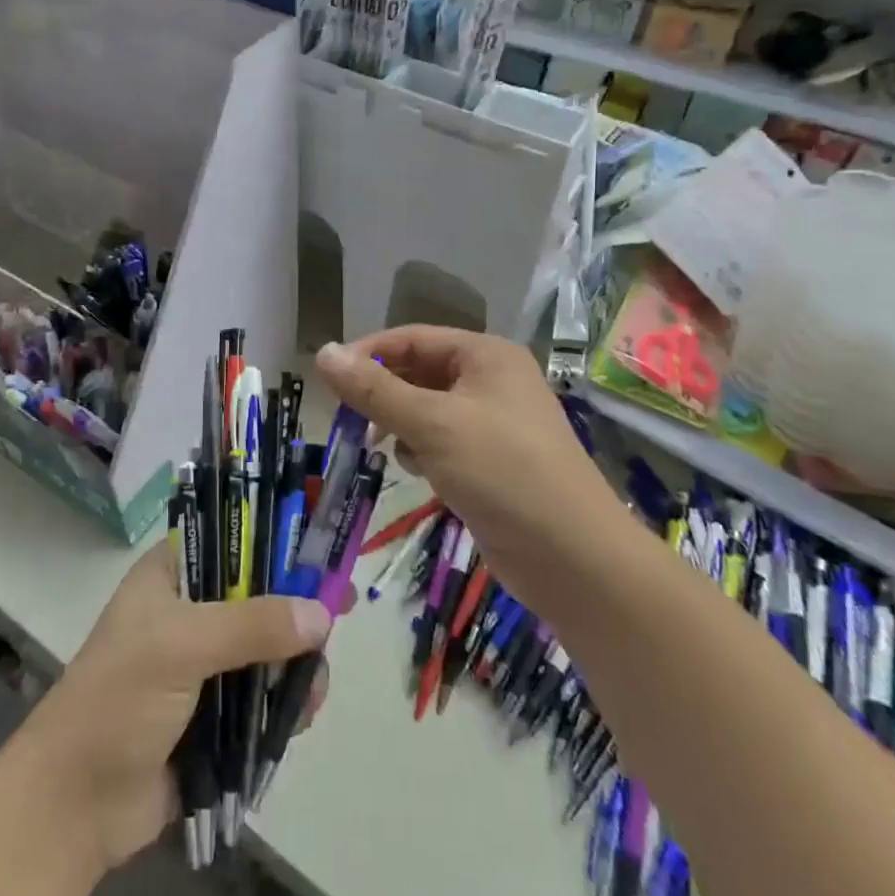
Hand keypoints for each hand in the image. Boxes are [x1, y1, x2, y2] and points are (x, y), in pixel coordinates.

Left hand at [20, 546, 331, 872]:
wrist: (74, 805)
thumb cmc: (118, 701)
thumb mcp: (181, 647)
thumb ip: (252, 627)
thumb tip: (322, 614)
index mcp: (172, 575)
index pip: (234, 539)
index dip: (279, 543)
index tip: (324, 554)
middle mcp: (191, 611)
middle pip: (260, 594)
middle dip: (298, 609)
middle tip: (342, 613)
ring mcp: (204, 664)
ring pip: (268, 647)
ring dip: (297, 663)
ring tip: (313, 688)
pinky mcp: (215, 715)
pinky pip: (264, 696)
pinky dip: (286, 702)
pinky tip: (301, 716)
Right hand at [315, 327, 618, 573]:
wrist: (572, 557)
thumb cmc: (501, 472)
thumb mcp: (431, 424)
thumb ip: (373, 389)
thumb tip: (322, 352)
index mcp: (485, 355)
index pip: (412, 338)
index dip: (368, 353)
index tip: (328, 379)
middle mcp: (492, 380)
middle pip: (419, 372)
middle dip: (383, 395)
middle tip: (349, 420)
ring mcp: (494, 422)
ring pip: (426, 409)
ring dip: (401, 426)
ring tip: (385, 448)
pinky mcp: (491, 461)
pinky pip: (441, 441)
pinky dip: (423, 452)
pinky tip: (420, 473)